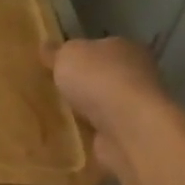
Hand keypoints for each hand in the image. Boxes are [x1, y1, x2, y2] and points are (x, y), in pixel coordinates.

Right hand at [44, 36, 168, 169]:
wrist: (128, 129)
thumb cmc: (100, 79)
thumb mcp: (67, 55)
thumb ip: (56, 52)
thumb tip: (47, 47)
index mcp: (125, 48)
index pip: (100, 47)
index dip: (79, 54)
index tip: (56, 64)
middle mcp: (137, 75)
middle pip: (102, 77)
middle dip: (81, 85)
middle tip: (50, 90)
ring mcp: (135, 109)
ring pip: (102, 106)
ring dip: (85, 112)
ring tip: (54, 116)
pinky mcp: (130, 137)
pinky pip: (101, 133)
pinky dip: (88, 135)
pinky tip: (67, 137)